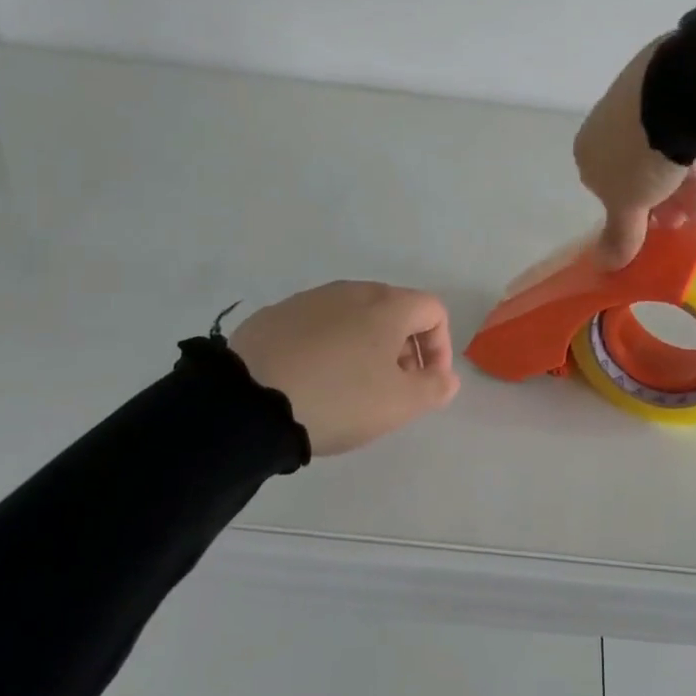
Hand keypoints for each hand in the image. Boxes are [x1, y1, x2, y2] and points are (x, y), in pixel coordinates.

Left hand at [228, 282, 458, 456]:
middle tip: (393, 387)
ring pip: (354, 317)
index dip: (440, 347)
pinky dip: (328, 346)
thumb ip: (435, 388)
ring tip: (351, 387)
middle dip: (403, 347)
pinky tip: (312, 380)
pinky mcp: (275, 315)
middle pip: (394, 311)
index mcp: (387, 305)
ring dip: (366, 346)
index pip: (433, 311)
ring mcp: (310, 299)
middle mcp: (351, 291)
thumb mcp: (400, 404)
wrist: (249, 401)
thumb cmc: (339, 399)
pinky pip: (317, 326)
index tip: (427, 383)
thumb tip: (446, 377)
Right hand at [573, 37, 695, 268]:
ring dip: (690, 189)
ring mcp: (648, 99)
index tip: (656, 233)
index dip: (633, 215)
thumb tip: (603, 267)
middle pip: (640, 170)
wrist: (678, 88)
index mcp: (591, 148)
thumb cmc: (642, 154)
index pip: (607, 187)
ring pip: (670, 152)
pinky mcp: (684, 85)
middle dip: (665, 204)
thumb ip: (619, 236)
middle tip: (687, 225)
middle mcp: (614, 122)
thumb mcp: (628, 205)